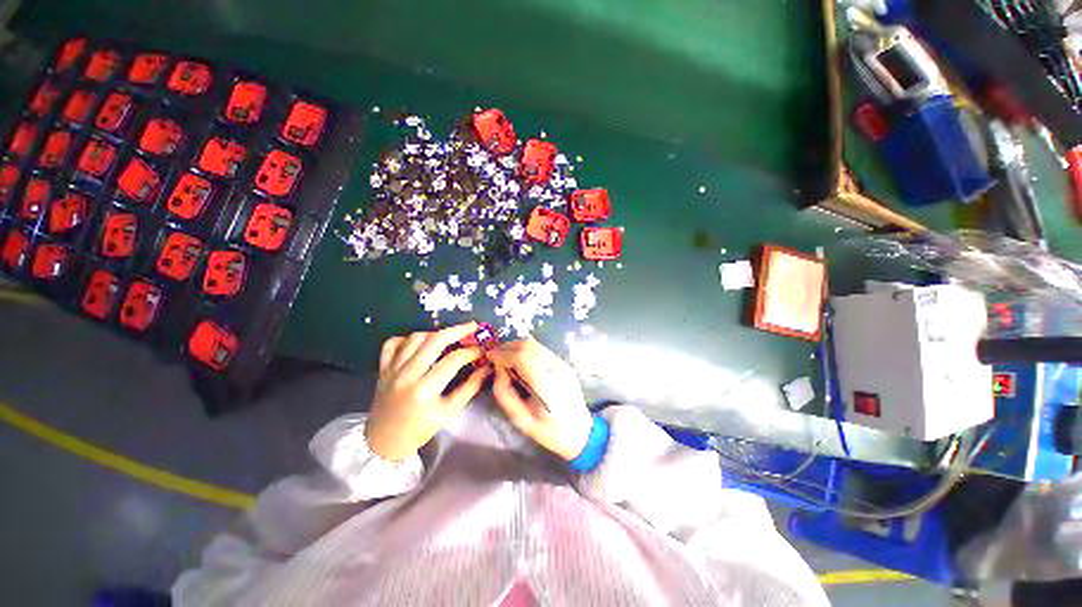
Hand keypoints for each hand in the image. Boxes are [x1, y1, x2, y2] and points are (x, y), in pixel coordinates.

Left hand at [366, 322, 490, 460]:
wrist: (383, 442)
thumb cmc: (420, 429)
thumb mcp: (449, 412)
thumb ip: (469, 388)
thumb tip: (486, 368)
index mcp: (425, 391)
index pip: (453, 360)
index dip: (471, 351)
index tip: (483, 349)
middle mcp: (406, 375)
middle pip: (434, 341)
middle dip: (457, 330)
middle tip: (472, 326)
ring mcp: (391, 370)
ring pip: (415, 338)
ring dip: (435, 333)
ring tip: (449, 336)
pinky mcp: (382, 368)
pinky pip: (392, 343)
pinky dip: (407, 338)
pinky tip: (419, 343)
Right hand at [488, 338, 592, 460]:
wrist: (579, 432)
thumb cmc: (548, 431)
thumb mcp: (519, 419)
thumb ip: (504, 393)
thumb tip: (498, 369)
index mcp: (547, 386)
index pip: (523, 357)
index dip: (503, 353)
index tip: (489, 356)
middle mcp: (557, 370)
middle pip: (529, 345)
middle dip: (508, 347)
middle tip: (495, 356)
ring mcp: (563, 364)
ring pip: (536, 344)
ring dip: (516, 346)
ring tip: (504, 357)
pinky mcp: (564, 363)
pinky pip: (541, 349)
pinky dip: (526, 350)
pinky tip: (519, 360)